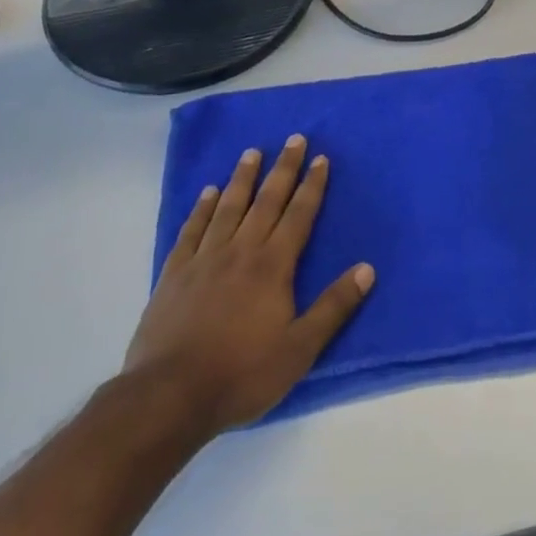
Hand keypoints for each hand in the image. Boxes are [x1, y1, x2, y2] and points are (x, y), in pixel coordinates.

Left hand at [125, 135, 374, 434]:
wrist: (168, 397)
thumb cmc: (241, 374)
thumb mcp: (299, 350)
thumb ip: (333, 307)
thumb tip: (367, 269)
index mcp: (273, 266)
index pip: (299, 215)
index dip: (312, 185)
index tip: (320, 158)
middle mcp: (241, 251)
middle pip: (267, 201)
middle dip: (283, 168)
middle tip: (294, 138)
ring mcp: (204, 259)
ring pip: (229, 207)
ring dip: (243, 178)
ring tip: (252, 152)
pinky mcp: (174, 274)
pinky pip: (192, 230)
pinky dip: (202, 208)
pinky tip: (208, 193)